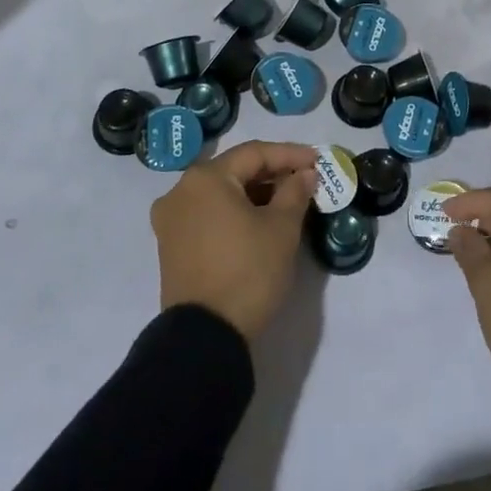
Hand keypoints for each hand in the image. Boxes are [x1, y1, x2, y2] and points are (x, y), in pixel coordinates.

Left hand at [150, 141, 316, 340]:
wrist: (205, 337)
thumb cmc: (247, 272)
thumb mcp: (281, 229)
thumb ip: (295, 192)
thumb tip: (304, 174)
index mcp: (205, 178)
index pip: (254, 153)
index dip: (290, 154)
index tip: (318, 161)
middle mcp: (180, 191)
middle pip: (234, 171)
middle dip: (272, 174)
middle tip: (305, 180)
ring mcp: (171, 220)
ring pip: (221, 193)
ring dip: (254, 194)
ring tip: (288, 202)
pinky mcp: (171, 246)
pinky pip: (209, 214)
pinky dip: (235, 212)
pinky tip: (259, 222)